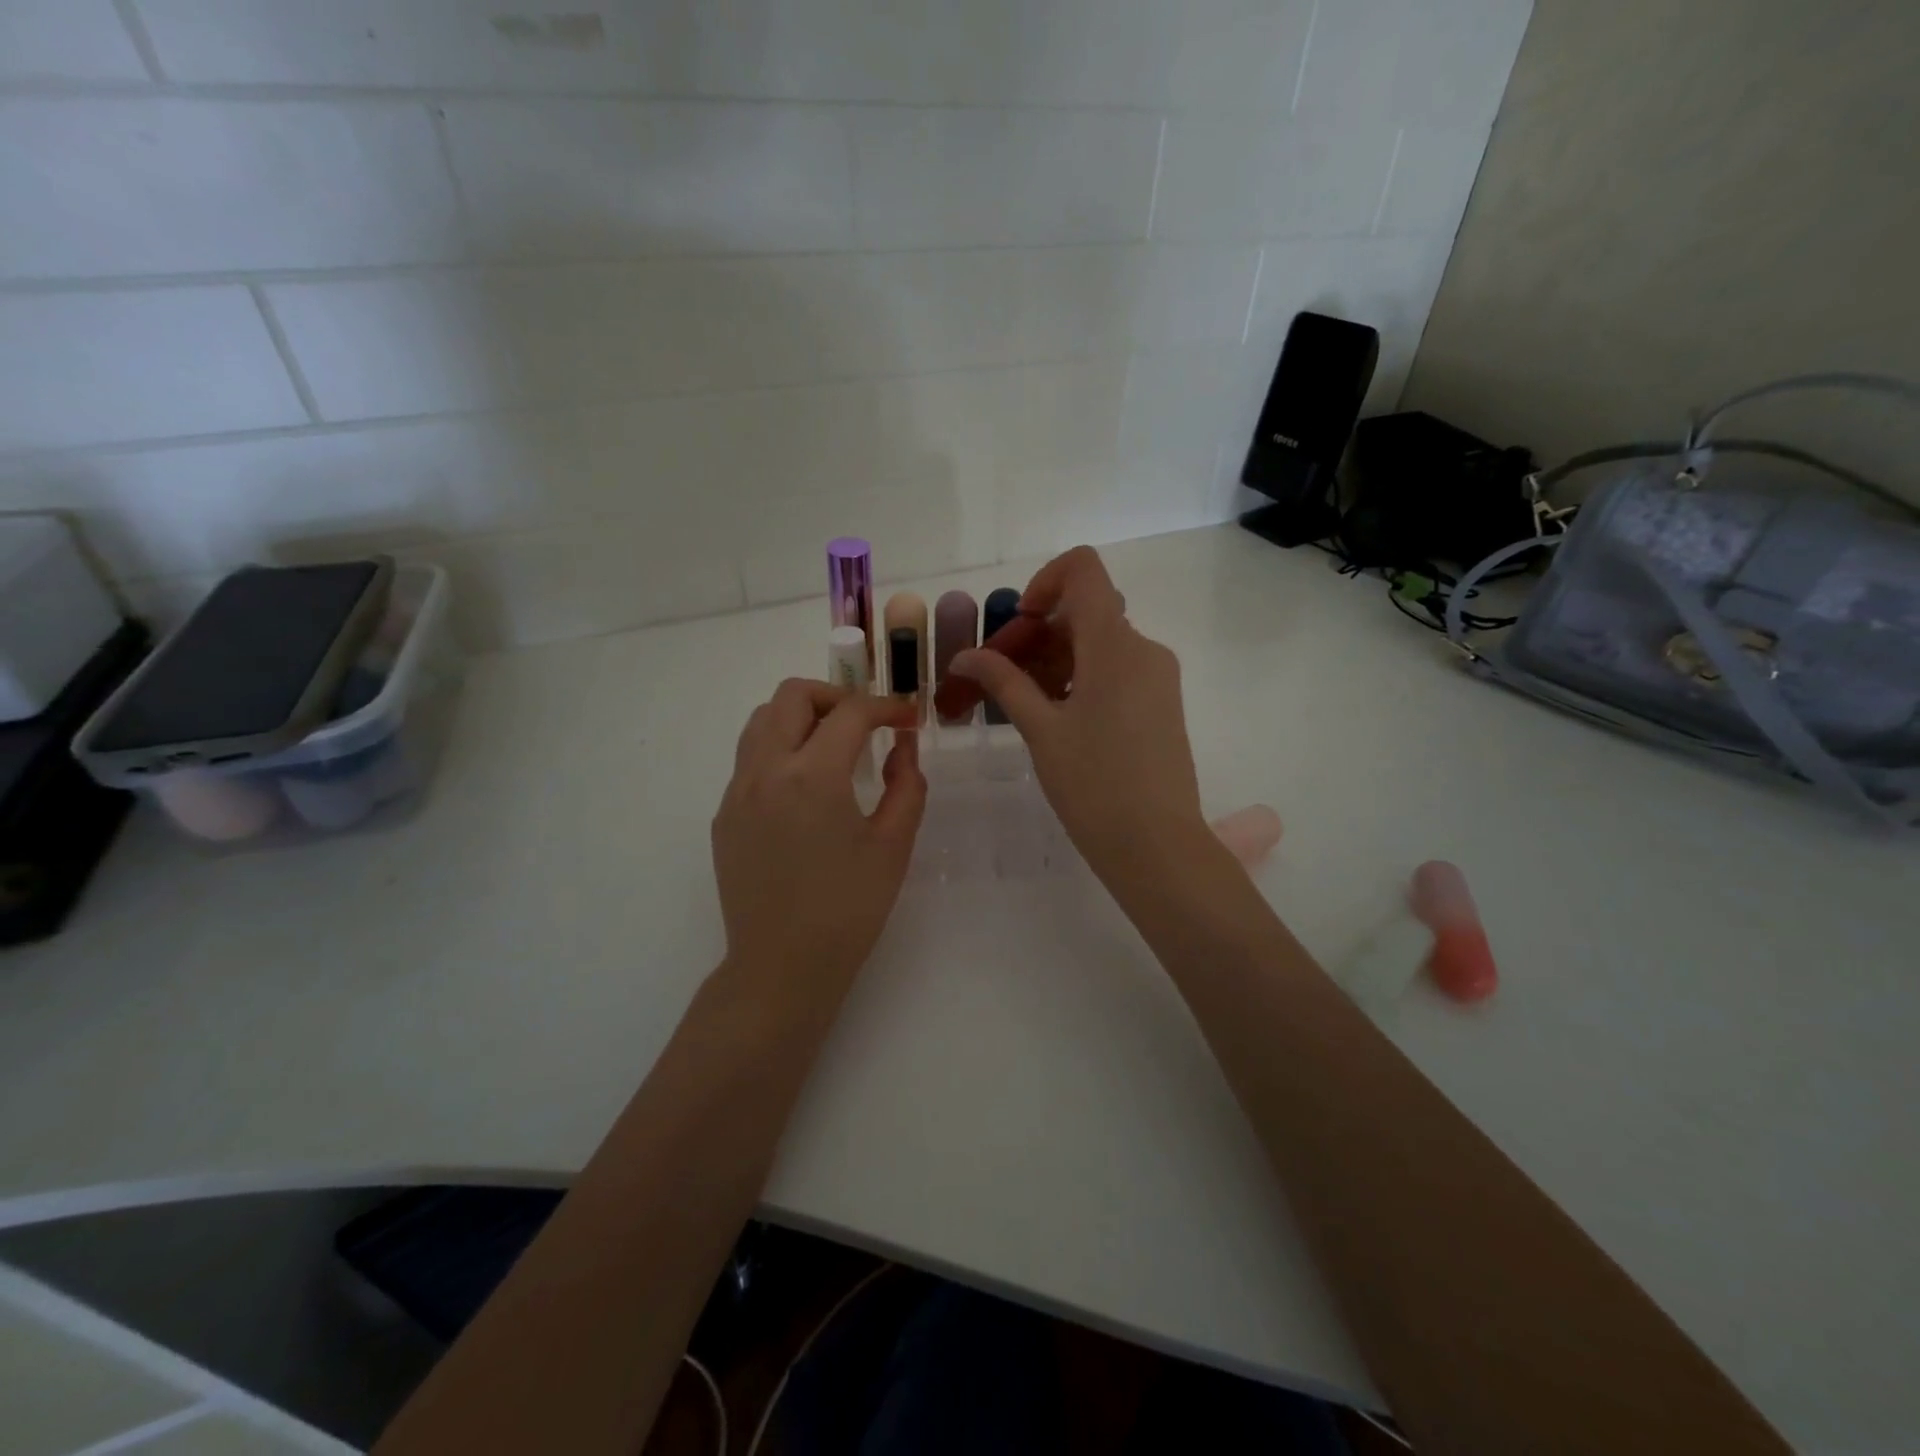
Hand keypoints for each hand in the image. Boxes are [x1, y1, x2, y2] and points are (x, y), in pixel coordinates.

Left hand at [712, 680, 926, 991]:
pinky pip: (749, 759)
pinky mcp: (723, 815)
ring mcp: (736, 791)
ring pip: (762, 720)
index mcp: (813, 775)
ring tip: (833, 747)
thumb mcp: (893, 846)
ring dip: (801, 717)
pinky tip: (805, 789)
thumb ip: (906, 785)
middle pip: (793, 695)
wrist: (782, 967)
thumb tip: (902, 747)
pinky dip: (780, 750)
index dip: (887, 706)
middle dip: (836, 696)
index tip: (909, 719)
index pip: (851, 712)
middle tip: (866, 724)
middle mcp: (765, 770)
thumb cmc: (848, 909)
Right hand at [949, 547, 1208, 891]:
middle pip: (1087, 610)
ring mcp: (1158, 676)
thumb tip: (964, 656)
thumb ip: (1004, 682)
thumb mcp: (1041, 730)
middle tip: (1003, 676)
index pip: (1083, 570)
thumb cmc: (1094, 785)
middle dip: (1039, 633)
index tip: (1019, 626)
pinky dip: (1083, 677)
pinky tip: (1058, 718)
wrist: (1157, 845)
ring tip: (1026, 704)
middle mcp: (1144, 648)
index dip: (1044, 582)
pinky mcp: (1162, 702)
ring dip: (1058, 658)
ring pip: (1101, 643)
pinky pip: (1118, 669)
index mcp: (1115, 645)